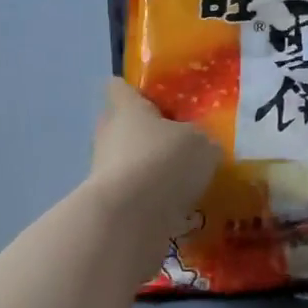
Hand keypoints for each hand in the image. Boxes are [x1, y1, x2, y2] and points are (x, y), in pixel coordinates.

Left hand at [87, 79, 220, 242]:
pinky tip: (182, 208)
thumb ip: (202, 140)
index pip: (121, 87)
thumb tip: (201, 146)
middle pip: (125, 126)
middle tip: (182, 142)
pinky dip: (155, 200)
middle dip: (149, 134)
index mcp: (127, 108)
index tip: (159, 98)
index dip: (137, 90)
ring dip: (153, 169)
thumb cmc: (163, 161)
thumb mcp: (202, 143)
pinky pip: (136, 195)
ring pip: (130, 162)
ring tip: (188, 180)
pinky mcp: (110, 205)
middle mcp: (109, 135)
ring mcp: (104, 172)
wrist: (128, 220)